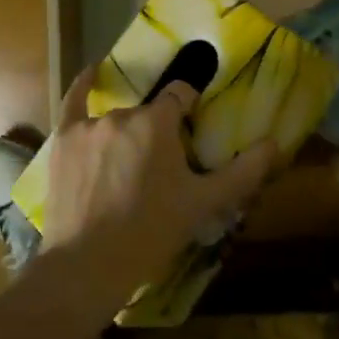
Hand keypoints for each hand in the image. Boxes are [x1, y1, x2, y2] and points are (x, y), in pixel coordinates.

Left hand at [40, 67, 277, 314]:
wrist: (88, 265)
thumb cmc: (151, 232)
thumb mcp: (203, 204)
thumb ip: (242, 172)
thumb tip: (274, 143)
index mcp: (157, 122)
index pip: (180, 95)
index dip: (188, 108)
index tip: (191, 129)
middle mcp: (123, 113)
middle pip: (147, 113)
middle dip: (156, 133)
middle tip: (160, 169)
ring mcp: (89, 125)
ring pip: (117, 118)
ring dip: (126, 135)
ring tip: (126, 170)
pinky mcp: (64, 140)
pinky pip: (74, 102)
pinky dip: (84, 86)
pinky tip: (91, 73)